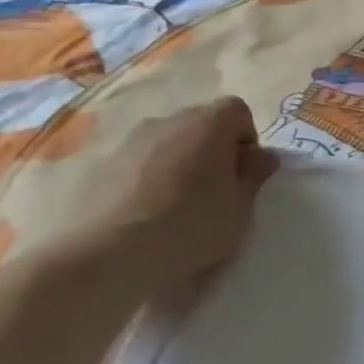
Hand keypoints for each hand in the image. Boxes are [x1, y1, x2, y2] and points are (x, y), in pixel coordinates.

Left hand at [79, 97, 280, 291]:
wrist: (109, 253)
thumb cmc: (191, 227)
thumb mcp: (241, 207)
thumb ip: (255, 175)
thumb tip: (262, 155)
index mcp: (207, 125)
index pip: (236, 110)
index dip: (247, 138)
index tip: (244, 172)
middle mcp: (167, 121)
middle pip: (201, 122)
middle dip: (215, 149)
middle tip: (218, 190)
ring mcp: (129, 140)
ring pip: (169, 141)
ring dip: (182, 161)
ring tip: (181, 203)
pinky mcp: (101, 163)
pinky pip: (141, 160)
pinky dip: (151, 175)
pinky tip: (149, 211)